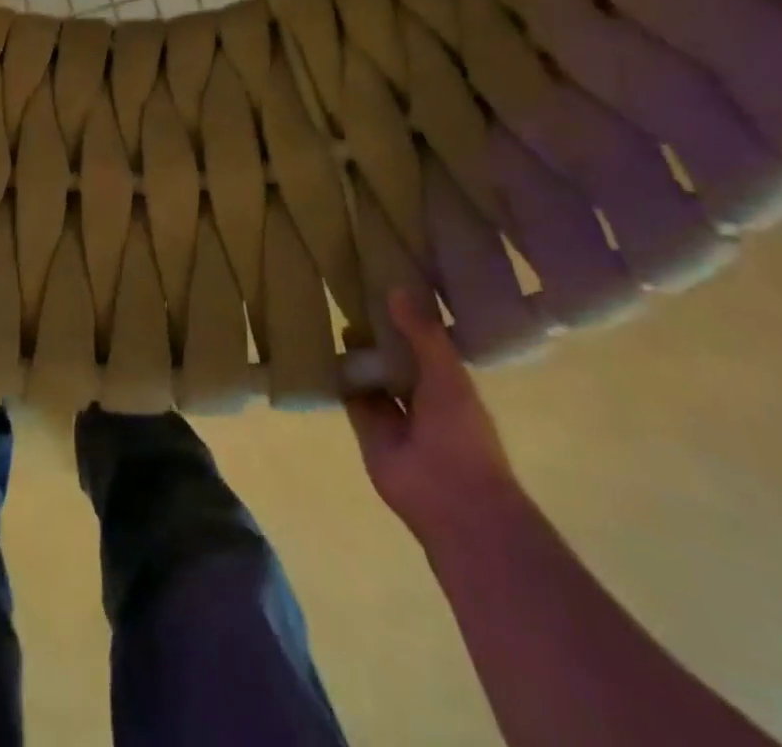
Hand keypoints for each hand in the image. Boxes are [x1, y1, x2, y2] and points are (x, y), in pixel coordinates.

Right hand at [345, 288, 522, 544]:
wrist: (451, 500)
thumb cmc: (461, 433)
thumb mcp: (447, 374)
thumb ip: (422, 333)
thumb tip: (395, 287)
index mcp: (449, 381)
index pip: (425, 340)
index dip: (408, 315)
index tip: (385, 282)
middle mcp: (421, 394)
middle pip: (395, 355)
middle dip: (377, 331)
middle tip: (350, 292)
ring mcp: (393, 413)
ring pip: (371, 374)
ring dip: (357, 352)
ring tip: (332, 312)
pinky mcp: (366, 427)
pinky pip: (350, 395)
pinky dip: (338, 377)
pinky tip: (320, 349)